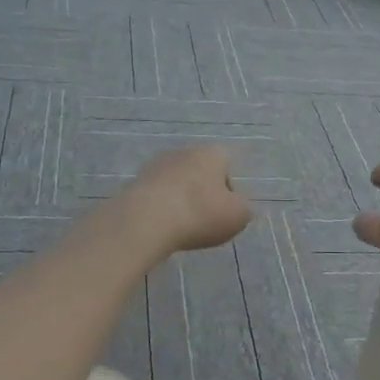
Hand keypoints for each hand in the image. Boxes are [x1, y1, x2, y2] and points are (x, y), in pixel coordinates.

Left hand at [121, 145, 253, 256]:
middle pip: (200, 171)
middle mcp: (183, 152)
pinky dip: (161, 208)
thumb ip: (244, 208)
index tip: (225, 211)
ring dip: (180, 199)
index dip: (229, 188)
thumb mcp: (238, 216)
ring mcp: (156, 165)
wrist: (146, 221)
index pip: (227, 163)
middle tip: (204, 220)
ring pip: (176, 182)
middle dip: (203, 193)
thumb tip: (237, 206)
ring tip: (181, 226)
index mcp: (211, 154)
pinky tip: (161, 227)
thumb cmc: (200, 214)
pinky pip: (156, 195)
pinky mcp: (135, 182)